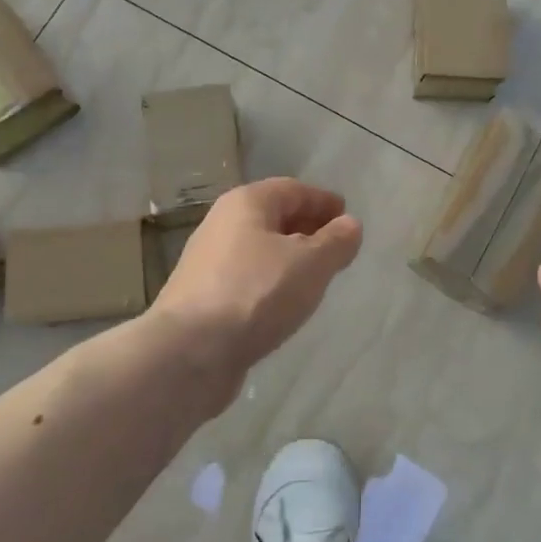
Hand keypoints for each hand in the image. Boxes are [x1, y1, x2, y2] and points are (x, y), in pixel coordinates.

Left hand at [149, 178, 362, 401]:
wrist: (190, 352)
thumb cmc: (257, 293)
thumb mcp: (311, 264)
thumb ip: (336, 242)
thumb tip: (350, 225)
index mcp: (246, 203)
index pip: (293, 189)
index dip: (322, 200)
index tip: (347, 216)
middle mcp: (222, 224)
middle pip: (272, 217)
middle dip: (306, 227)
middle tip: (335, 246)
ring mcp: (208, 263)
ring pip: (259, 249)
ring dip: (288, 257)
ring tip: (315, 276)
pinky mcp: (202, 298)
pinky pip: (247, 278)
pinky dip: (270, 281)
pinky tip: (283, 303)